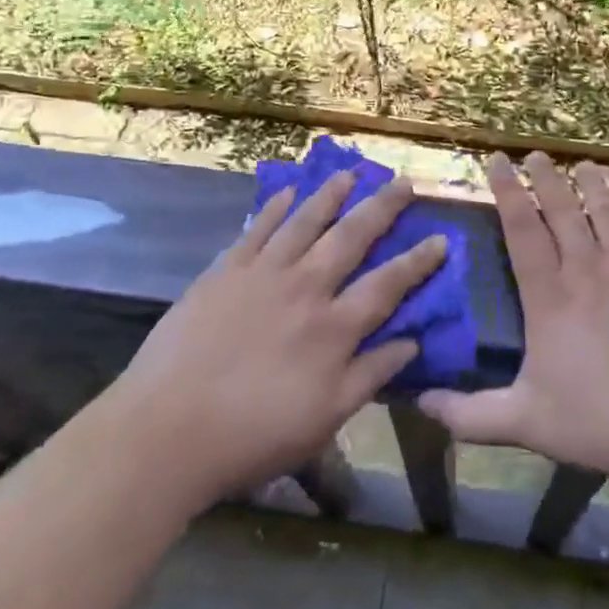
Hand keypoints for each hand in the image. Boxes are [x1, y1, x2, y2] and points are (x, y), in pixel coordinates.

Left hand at [115, 171, 444, 511]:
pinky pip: (256, 229)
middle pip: (352, 237)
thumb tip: (411, 342)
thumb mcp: (325, 419)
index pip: (388, 284)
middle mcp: (306, 288)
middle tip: (403, 182)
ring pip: (305, 222)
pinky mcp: (225, 271)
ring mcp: (263, 273)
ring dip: (331, 195)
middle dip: (382, 208)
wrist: (167, 430)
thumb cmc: (253, 435)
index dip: (418, 261)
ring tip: (350, 173)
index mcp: (334, 328)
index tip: (441, 238)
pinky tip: (287, 193)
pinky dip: (274, 208)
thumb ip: (370, 375)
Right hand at [419, 153, 608, 495]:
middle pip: (563, 213)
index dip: (507, 192)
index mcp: (550, 299)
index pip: (522, 231)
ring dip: (594, 186)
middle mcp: (588, 273)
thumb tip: (419, 403)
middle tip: (535, 154)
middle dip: (546, 179)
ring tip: (583, 164)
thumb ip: (469, 415)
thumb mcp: (524, 423)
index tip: (496, 161)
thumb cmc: (599, 423)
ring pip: (608, 215)